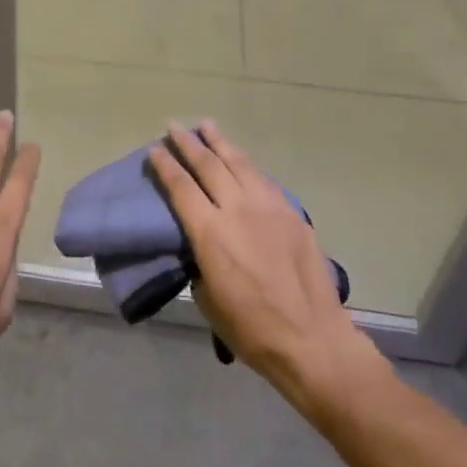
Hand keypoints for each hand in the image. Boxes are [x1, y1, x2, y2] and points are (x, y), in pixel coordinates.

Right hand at [149, 121, 388, 402]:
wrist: (313, 340)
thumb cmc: (251, 329)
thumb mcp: (207, 297)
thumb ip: (199, 259)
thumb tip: (199, 243)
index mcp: (210, 232)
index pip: (180, 187)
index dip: (165, 165)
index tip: (154, 149)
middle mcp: (237, 209)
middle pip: (208, 164)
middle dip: (188, 143)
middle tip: (174, 127)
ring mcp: (268, 207)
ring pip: (239, 163)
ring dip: (220, 142)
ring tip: (207, 126)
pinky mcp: (291, 213)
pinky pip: (263, 179)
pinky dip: (246, 165)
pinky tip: (241, 161)